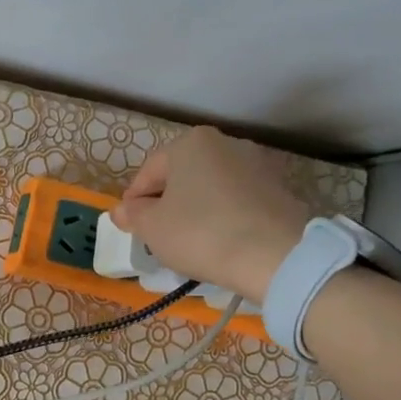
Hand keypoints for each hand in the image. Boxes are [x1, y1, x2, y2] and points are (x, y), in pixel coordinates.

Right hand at [109, 126, 311, 301]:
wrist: (274, 256)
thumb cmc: (201, 233)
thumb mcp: (152, 227)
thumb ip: (132, 215)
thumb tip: (122, 210)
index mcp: (190, 143)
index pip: (148, 173)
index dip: (133, 203)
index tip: (131, 228)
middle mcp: (225, 144)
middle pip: (181, 176)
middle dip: (166, 203)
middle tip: (158, 236)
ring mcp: (257, 164)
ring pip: (210, 188)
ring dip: (195, 210)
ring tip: (190, 242)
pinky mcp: (278, 189)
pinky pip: (237, 201)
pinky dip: (223, 217)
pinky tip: (220, 242)